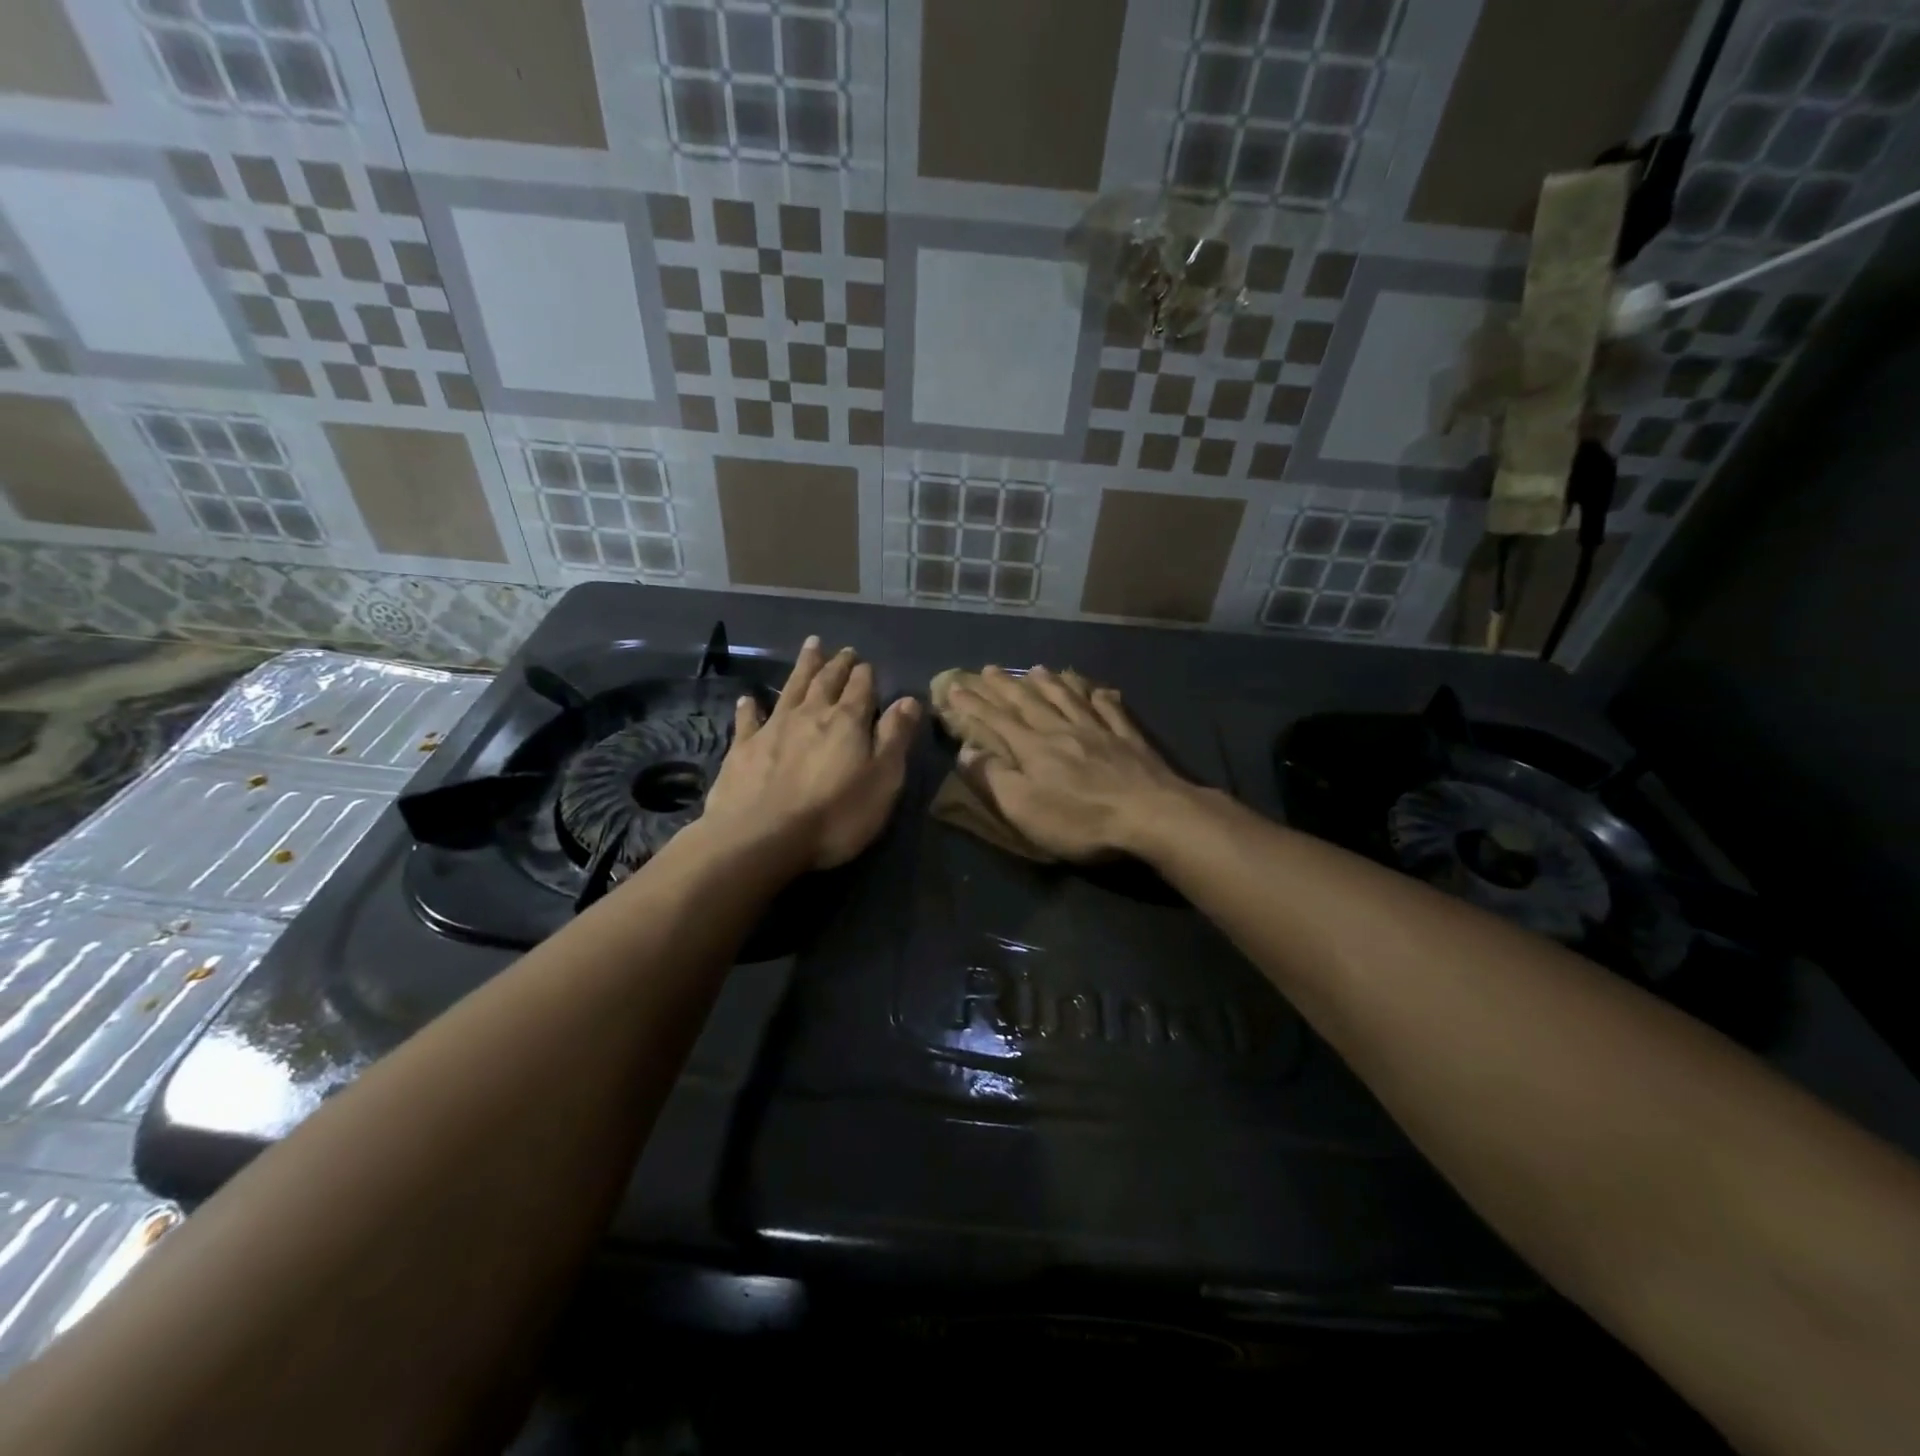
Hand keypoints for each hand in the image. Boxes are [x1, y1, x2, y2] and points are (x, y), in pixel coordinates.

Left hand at [702, 636, 920, 869]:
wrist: (761, 838)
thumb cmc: (835, 815)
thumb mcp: (883, 780)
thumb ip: (895, 738)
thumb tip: (909, 700)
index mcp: (847, 721)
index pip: (861, 688)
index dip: (865, 674)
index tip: (867, 663)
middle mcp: (810, 715)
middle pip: (826, 681)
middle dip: (837, 664)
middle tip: (843, 650)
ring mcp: (773, 728)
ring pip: (791, 689)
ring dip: (803, 667)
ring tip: (811, 647)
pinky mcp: (743, 749)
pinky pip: (748, 719)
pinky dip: (750, 707)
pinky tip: (748, 698)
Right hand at [944, 666, 1200, 861]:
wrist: (1150, 815)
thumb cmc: (1080, 819)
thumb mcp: (1024, 808)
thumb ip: (993, 777)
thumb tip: (966, 750)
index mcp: (1034, 748)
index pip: (996, 721)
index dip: (973, 705)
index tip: (955, 688)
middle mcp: (1063, 730)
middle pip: (1030, 702)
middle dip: (1005, 686)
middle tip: (989, 669)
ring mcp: (1099, 731)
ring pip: (1068, 698)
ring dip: (1048, 683)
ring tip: (1036, 668)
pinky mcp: (1129, 740)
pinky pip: (1109, 709)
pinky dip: (1098, 696)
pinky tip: (1096, 689)